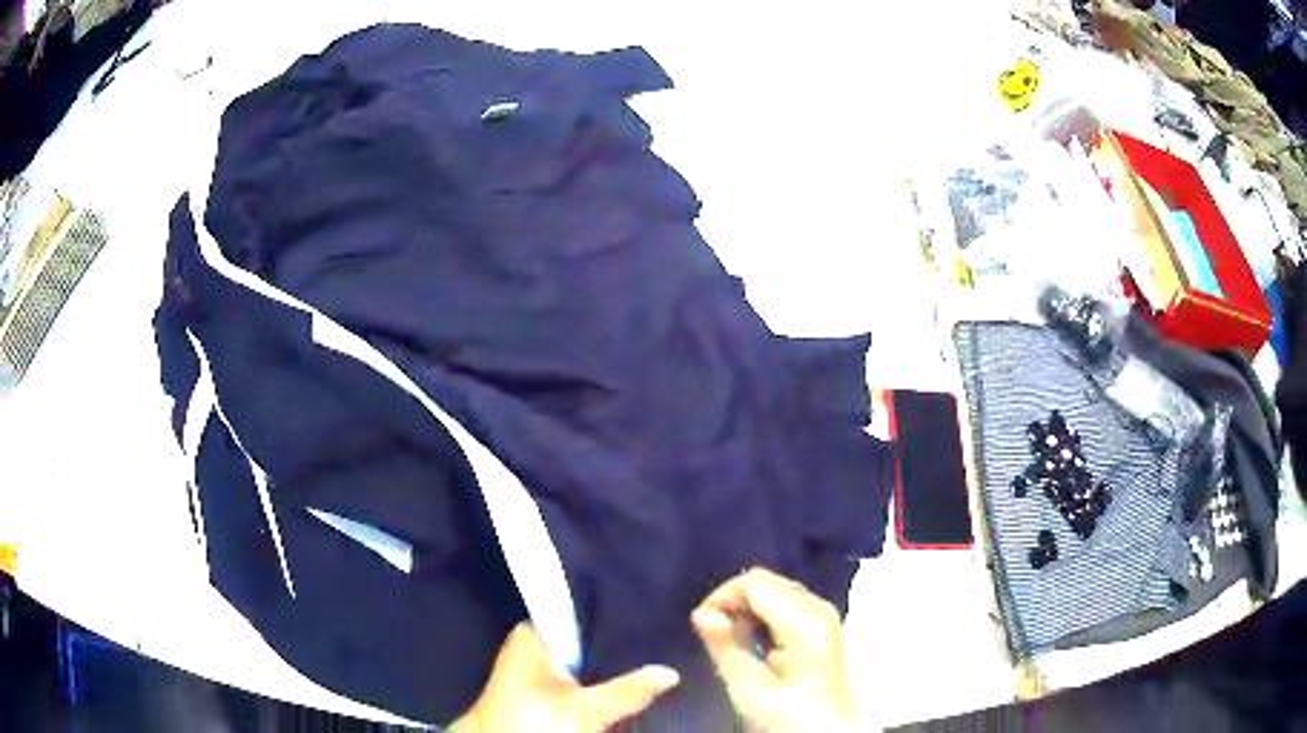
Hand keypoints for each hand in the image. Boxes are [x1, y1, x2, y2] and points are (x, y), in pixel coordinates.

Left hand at [452, 622, 679, 732]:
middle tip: (655, 640)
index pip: (574, 611)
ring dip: (605, 665)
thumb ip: (627, 690)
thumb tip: (671, 673)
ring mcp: (534, 671)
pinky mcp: (539, 692)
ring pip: (579, 660)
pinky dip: (594, 681)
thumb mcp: (585, 710)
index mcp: (530, 636)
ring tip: (650, 656)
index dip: (608, 613)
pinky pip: (574, 677)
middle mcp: (530, 647)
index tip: (644, 613)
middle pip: (580, 638)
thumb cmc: (534, 723)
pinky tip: (623, 682)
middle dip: (612, 643)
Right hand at [692, 568, 857, 731]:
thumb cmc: (790, 716)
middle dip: (734, 600)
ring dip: (747, 608)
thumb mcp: (750, 690)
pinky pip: (787, 604)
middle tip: (711, 631)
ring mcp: (825, 615)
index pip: (754, 583)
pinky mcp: (824, 626)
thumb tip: (702, 614)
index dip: (721, 597)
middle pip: (767, 582)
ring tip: (729, 639)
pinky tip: (753, 641)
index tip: (700, 623)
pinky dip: (763, 615)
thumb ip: (726, 647)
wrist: (831, 731)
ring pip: (777, 590)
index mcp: (804, 619)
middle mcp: (819, 607)